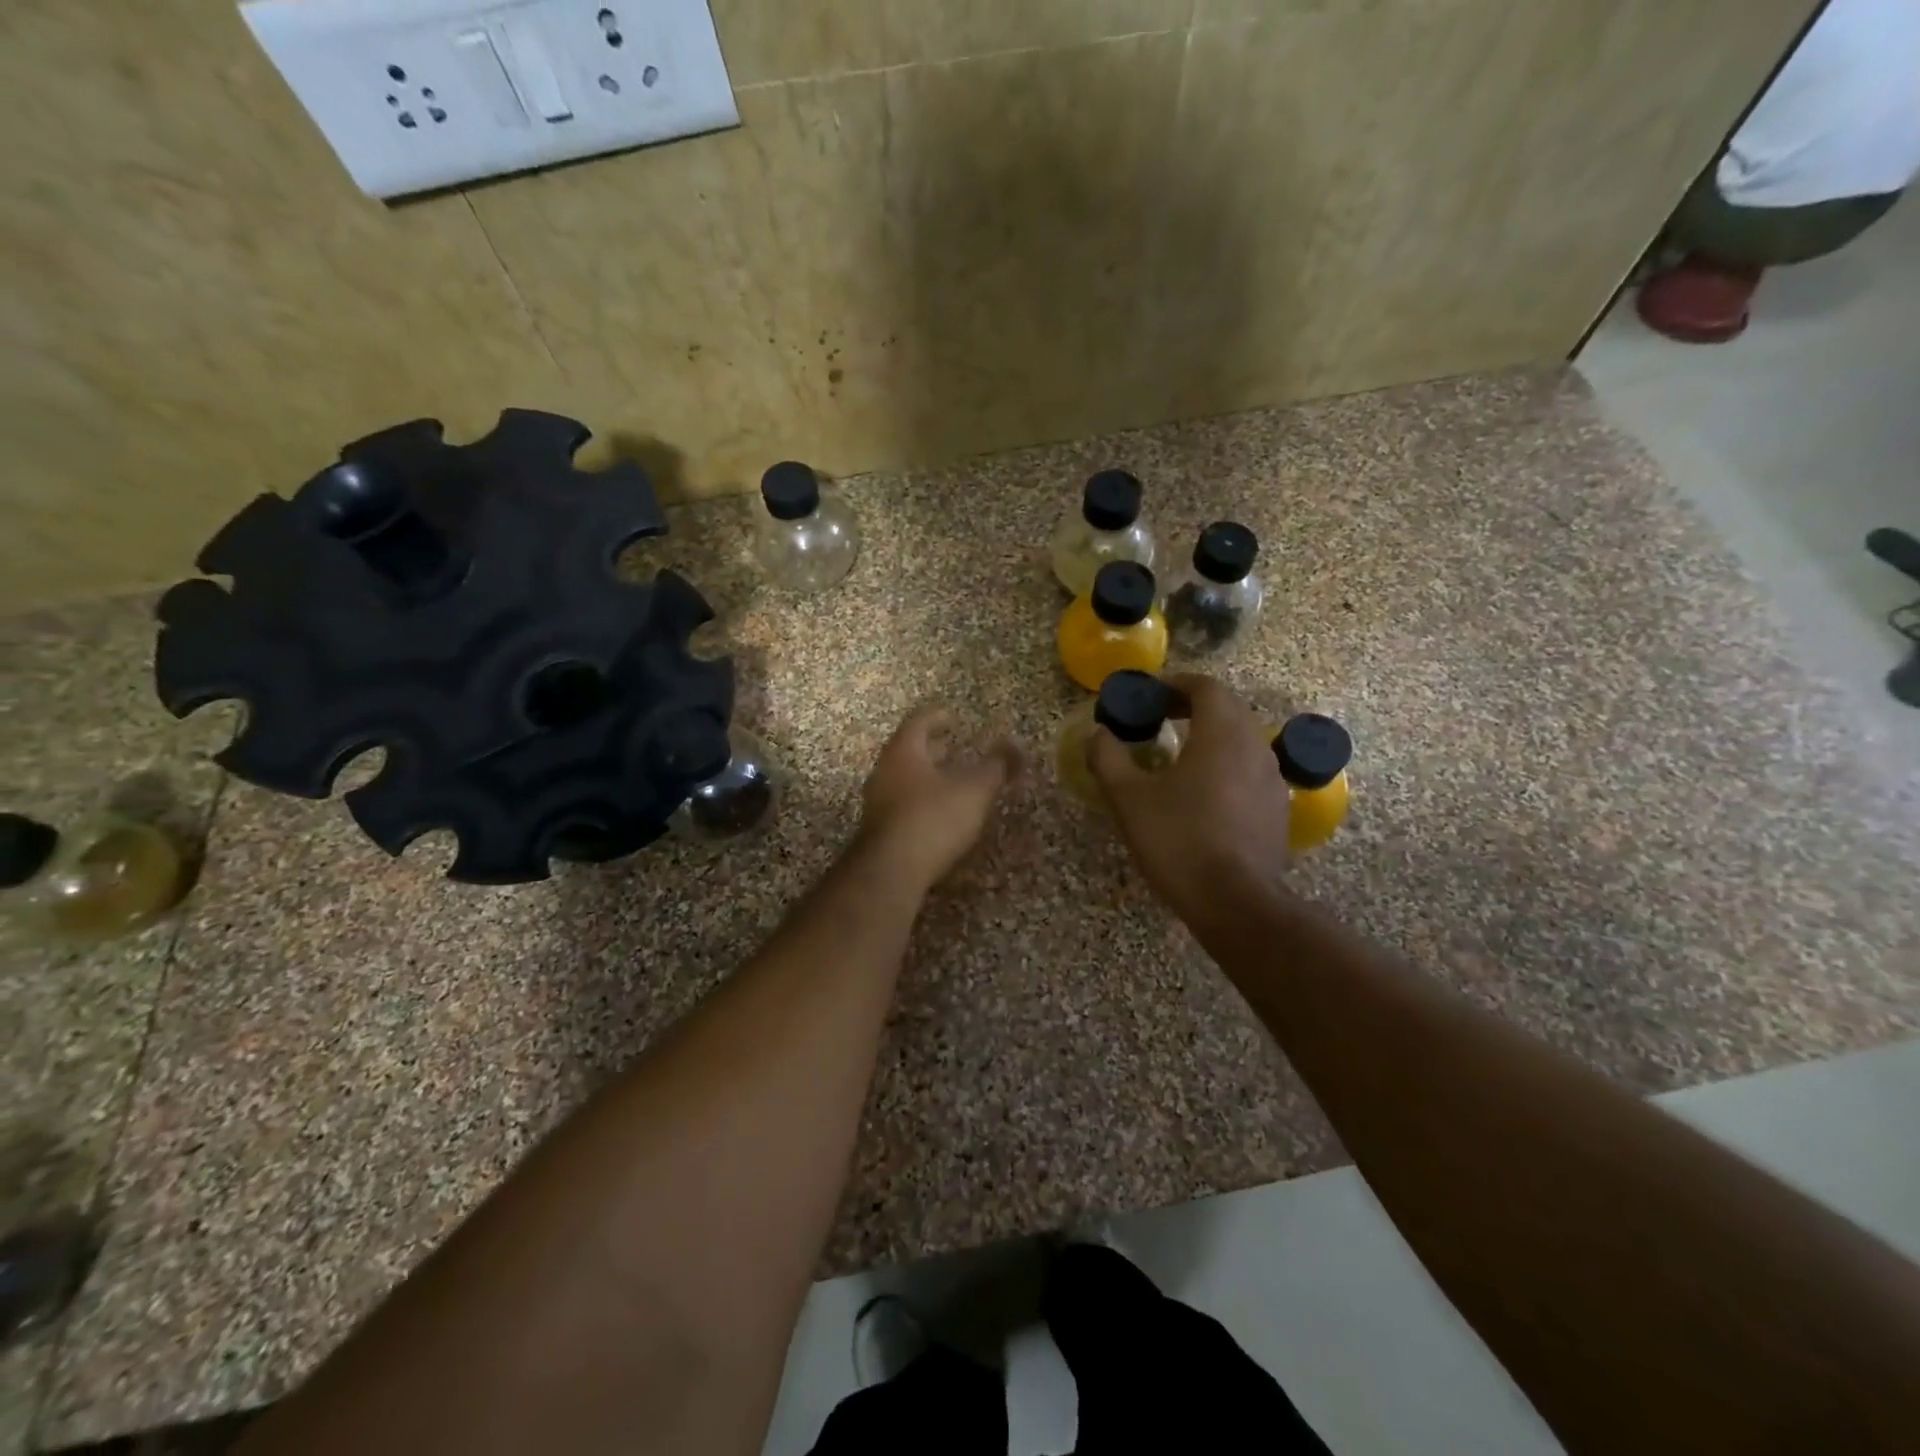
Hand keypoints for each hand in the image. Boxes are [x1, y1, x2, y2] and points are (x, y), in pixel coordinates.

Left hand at [856, 707, 1021, 890]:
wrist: (890, 871)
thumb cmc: (933, 818)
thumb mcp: (974, 791)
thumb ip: (996, 767)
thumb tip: (1014, 746)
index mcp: (904, 751)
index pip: (919, 721)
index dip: (937, 715)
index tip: (952, 715)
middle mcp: (884, 771)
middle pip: (908, 750)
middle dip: (931, 747)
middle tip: (952, 746)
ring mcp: (877, 801)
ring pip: (903, 777)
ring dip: (925, 775)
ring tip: (949, 780)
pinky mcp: (878, 829)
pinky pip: (901, 803)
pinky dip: (920, 799)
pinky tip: (937, 813)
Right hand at [1088, 674, 1291, 923]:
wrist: (1234, 901)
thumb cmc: (1178, 839)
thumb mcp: (1128, 797)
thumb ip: (1108, 757)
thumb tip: (1098, 734)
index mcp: (1221, 733)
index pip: (1205, 687)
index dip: (1175, 684)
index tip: (1149, 694)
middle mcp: (1254, 746)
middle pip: (1227, 708)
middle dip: (1192, 705)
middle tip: (1160, 717)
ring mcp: (1272, 778)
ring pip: (1242, 739)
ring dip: (1211, 734)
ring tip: (1178, 753)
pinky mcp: (1277, 808)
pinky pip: (1250, 769)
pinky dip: (1225, 763)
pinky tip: (1203, 792)